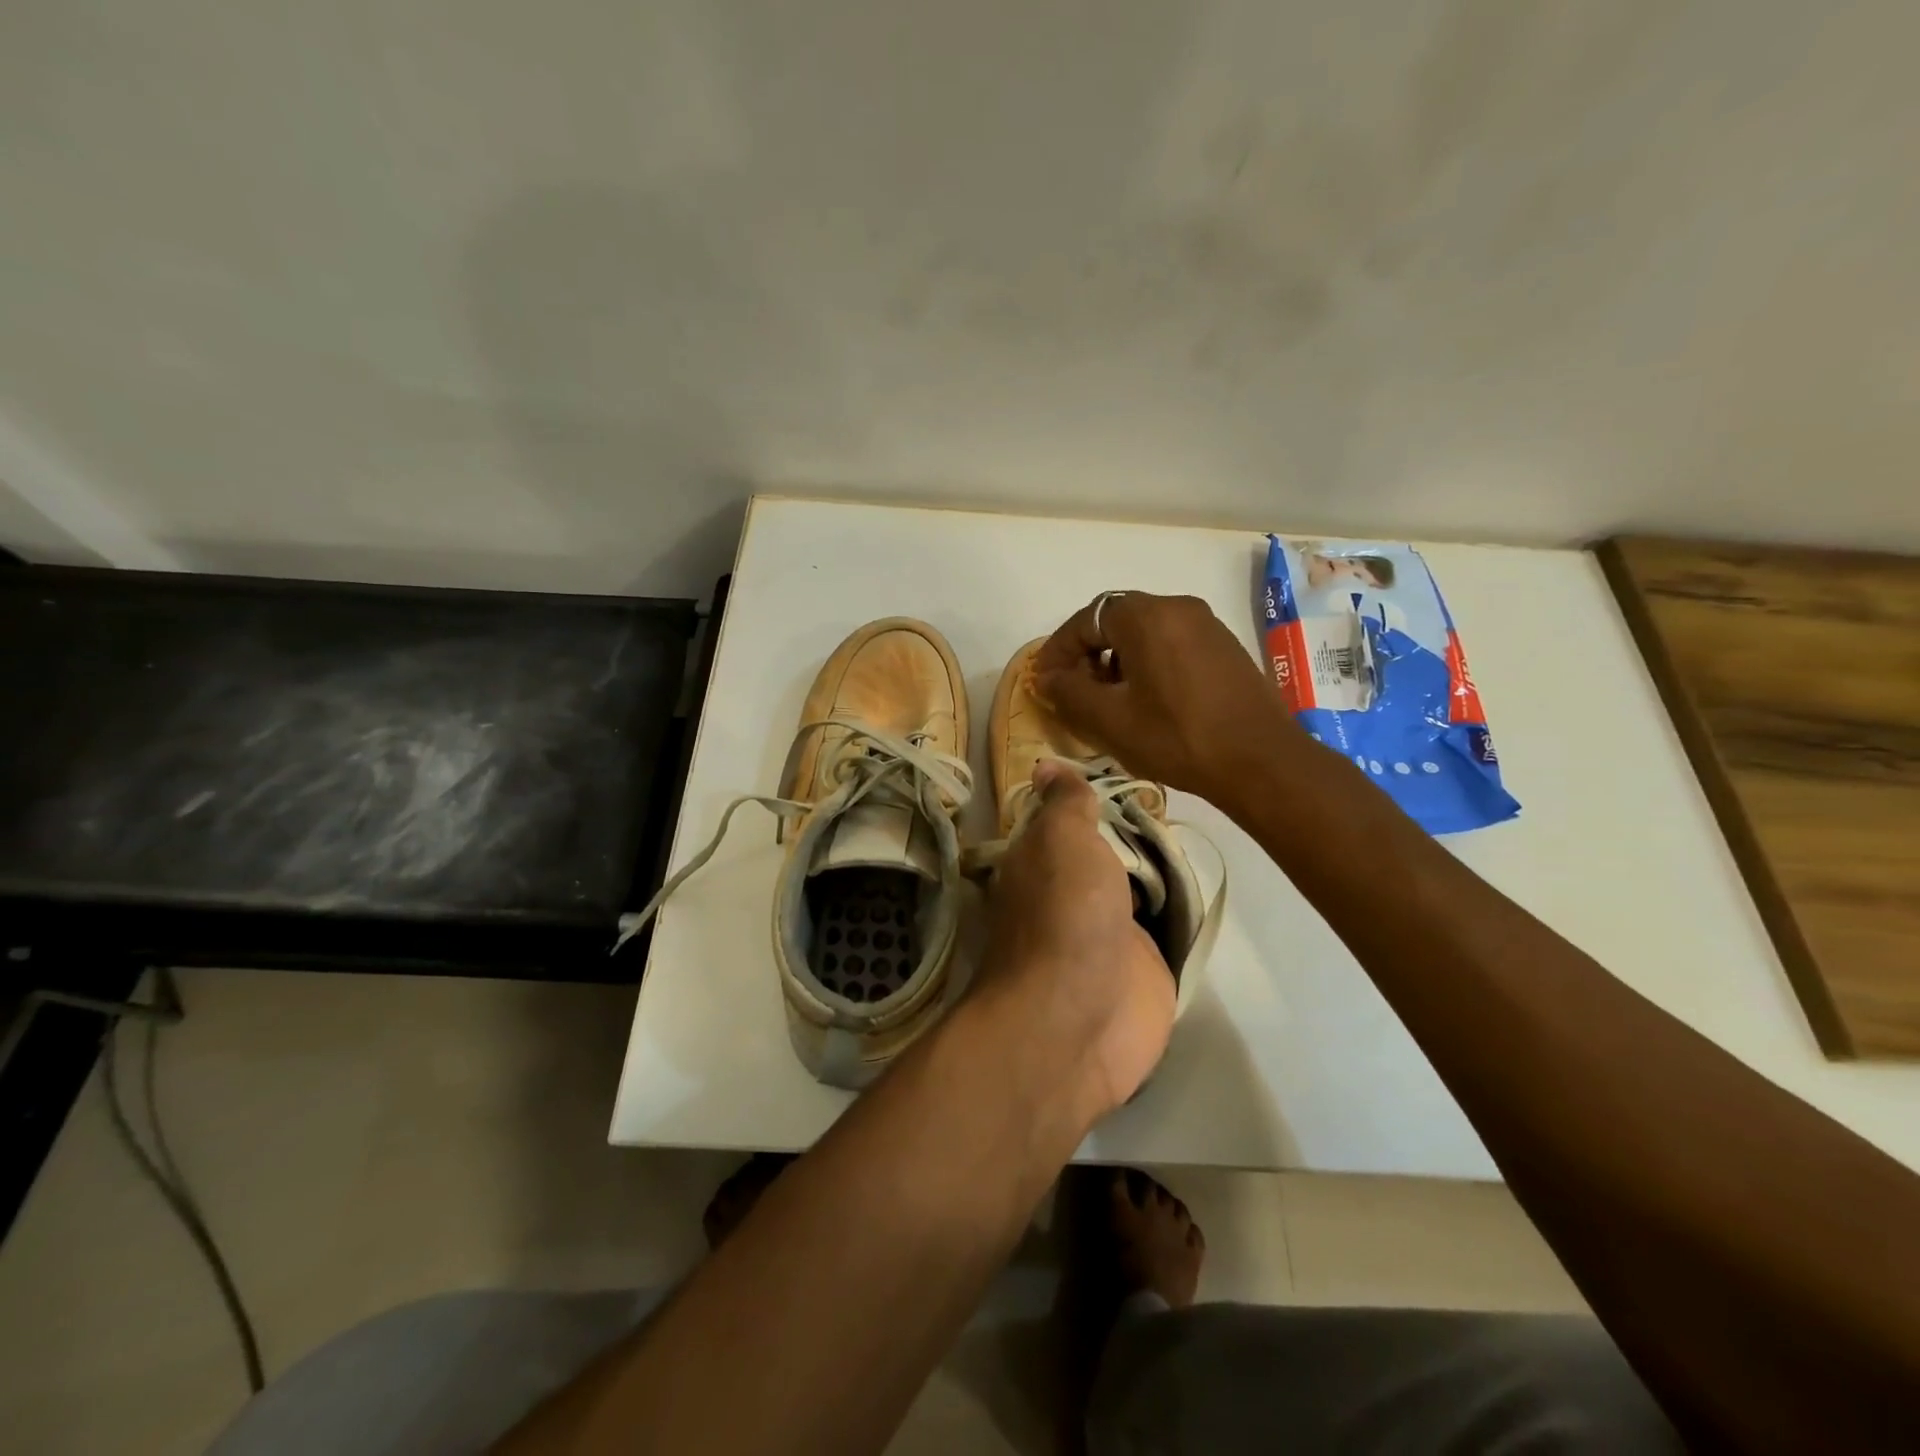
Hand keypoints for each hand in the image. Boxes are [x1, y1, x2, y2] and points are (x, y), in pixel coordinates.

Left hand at [972, 762, 1173, 1117]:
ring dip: (1160, 869)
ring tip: (1199, 830)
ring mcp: (1108, 935)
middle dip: (1135, 831)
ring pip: (1137, 889)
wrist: (1080, 1018)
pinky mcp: (1143, 968)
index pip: (1064, 820)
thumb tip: (1047, 765)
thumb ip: (1064, 804)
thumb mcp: (1060, 839)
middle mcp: (1069, 896)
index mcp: (1040, 863)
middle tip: (1178, 798)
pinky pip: (1165, 928)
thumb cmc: (1065, 914)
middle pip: (1106, 853)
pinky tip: (1204, 884)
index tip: (1127, 772)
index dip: (1090, 798)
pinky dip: (1180, 911)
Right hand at [1033, 591, 1301, 805]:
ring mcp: (1206, 625)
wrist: (1261, 761)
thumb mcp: (1110, 719)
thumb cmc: (1176, 737)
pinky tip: (1146, 699)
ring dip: (1118, 658)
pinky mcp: (1224, 646)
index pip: (1086, 620)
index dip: (1058, 649)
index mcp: (1146, 616)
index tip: (1043, 680)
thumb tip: (1046, 676)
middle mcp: (1177, 607)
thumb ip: (1069, 691)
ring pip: (1145, 631)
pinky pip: (1172, 643)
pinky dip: (1148, 662)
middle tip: (1073, 689)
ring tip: (1108, 698)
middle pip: (1116, 620)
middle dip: (1088, 652)